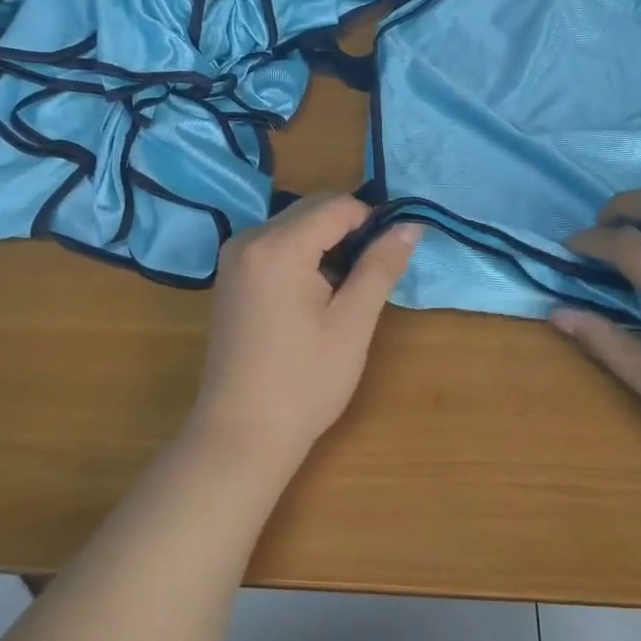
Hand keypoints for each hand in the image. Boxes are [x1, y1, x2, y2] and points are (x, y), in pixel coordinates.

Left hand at [187, 194, 419, 479]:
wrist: (240, 435)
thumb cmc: (304, 382)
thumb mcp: (352, 322)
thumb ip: (380, 265)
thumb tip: (410, 225)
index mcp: (278, 246)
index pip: (337, 204)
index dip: (372, 222)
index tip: (388, 259)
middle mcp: (250, 238)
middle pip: (313, 208)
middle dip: (349, 230)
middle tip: (369, 276)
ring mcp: (235, 256)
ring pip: (295, 224)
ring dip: (326, 242)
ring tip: (344, 289)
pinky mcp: (231, 274)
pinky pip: (276, 243)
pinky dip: (303, 254)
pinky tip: (315, 294)